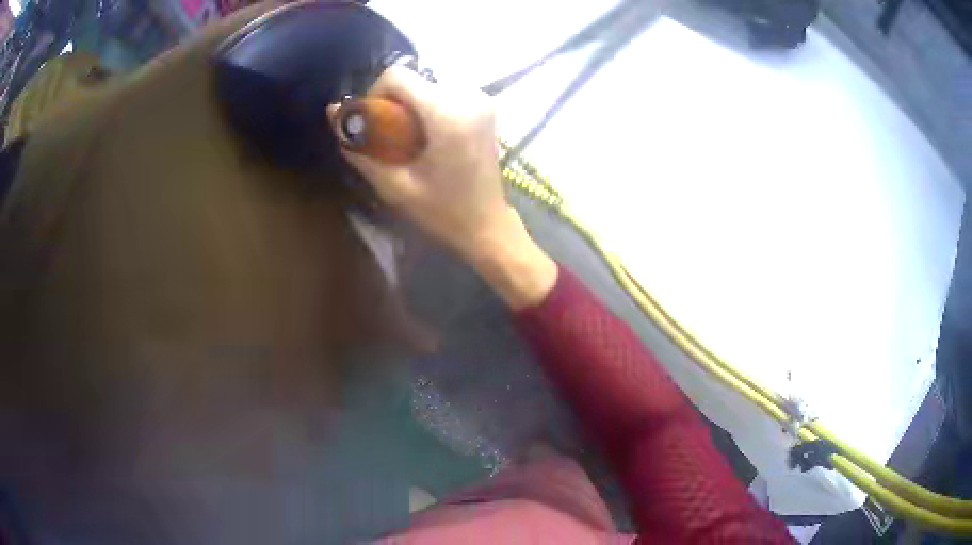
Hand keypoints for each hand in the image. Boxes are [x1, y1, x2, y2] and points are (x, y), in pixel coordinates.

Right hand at [328, 67, 556, 308]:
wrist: (488, 223)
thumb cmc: (443, 211)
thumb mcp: (394, 185)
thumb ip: (361, 147)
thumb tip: (333, 112)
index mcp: (448, 113)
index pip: (397, 76)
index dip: (374, 95)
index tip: (373, 125)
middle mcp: (468, 96)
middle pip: (412, 79)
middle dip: (391, 103)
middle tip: (389, 138)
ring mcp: (480, 98)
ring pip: (426, 84)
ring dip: (409, 105)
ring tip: (409, 140)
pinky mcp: (484, 104)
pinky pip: (442, 92)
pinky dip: (426, 106)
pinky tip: (428, 136)